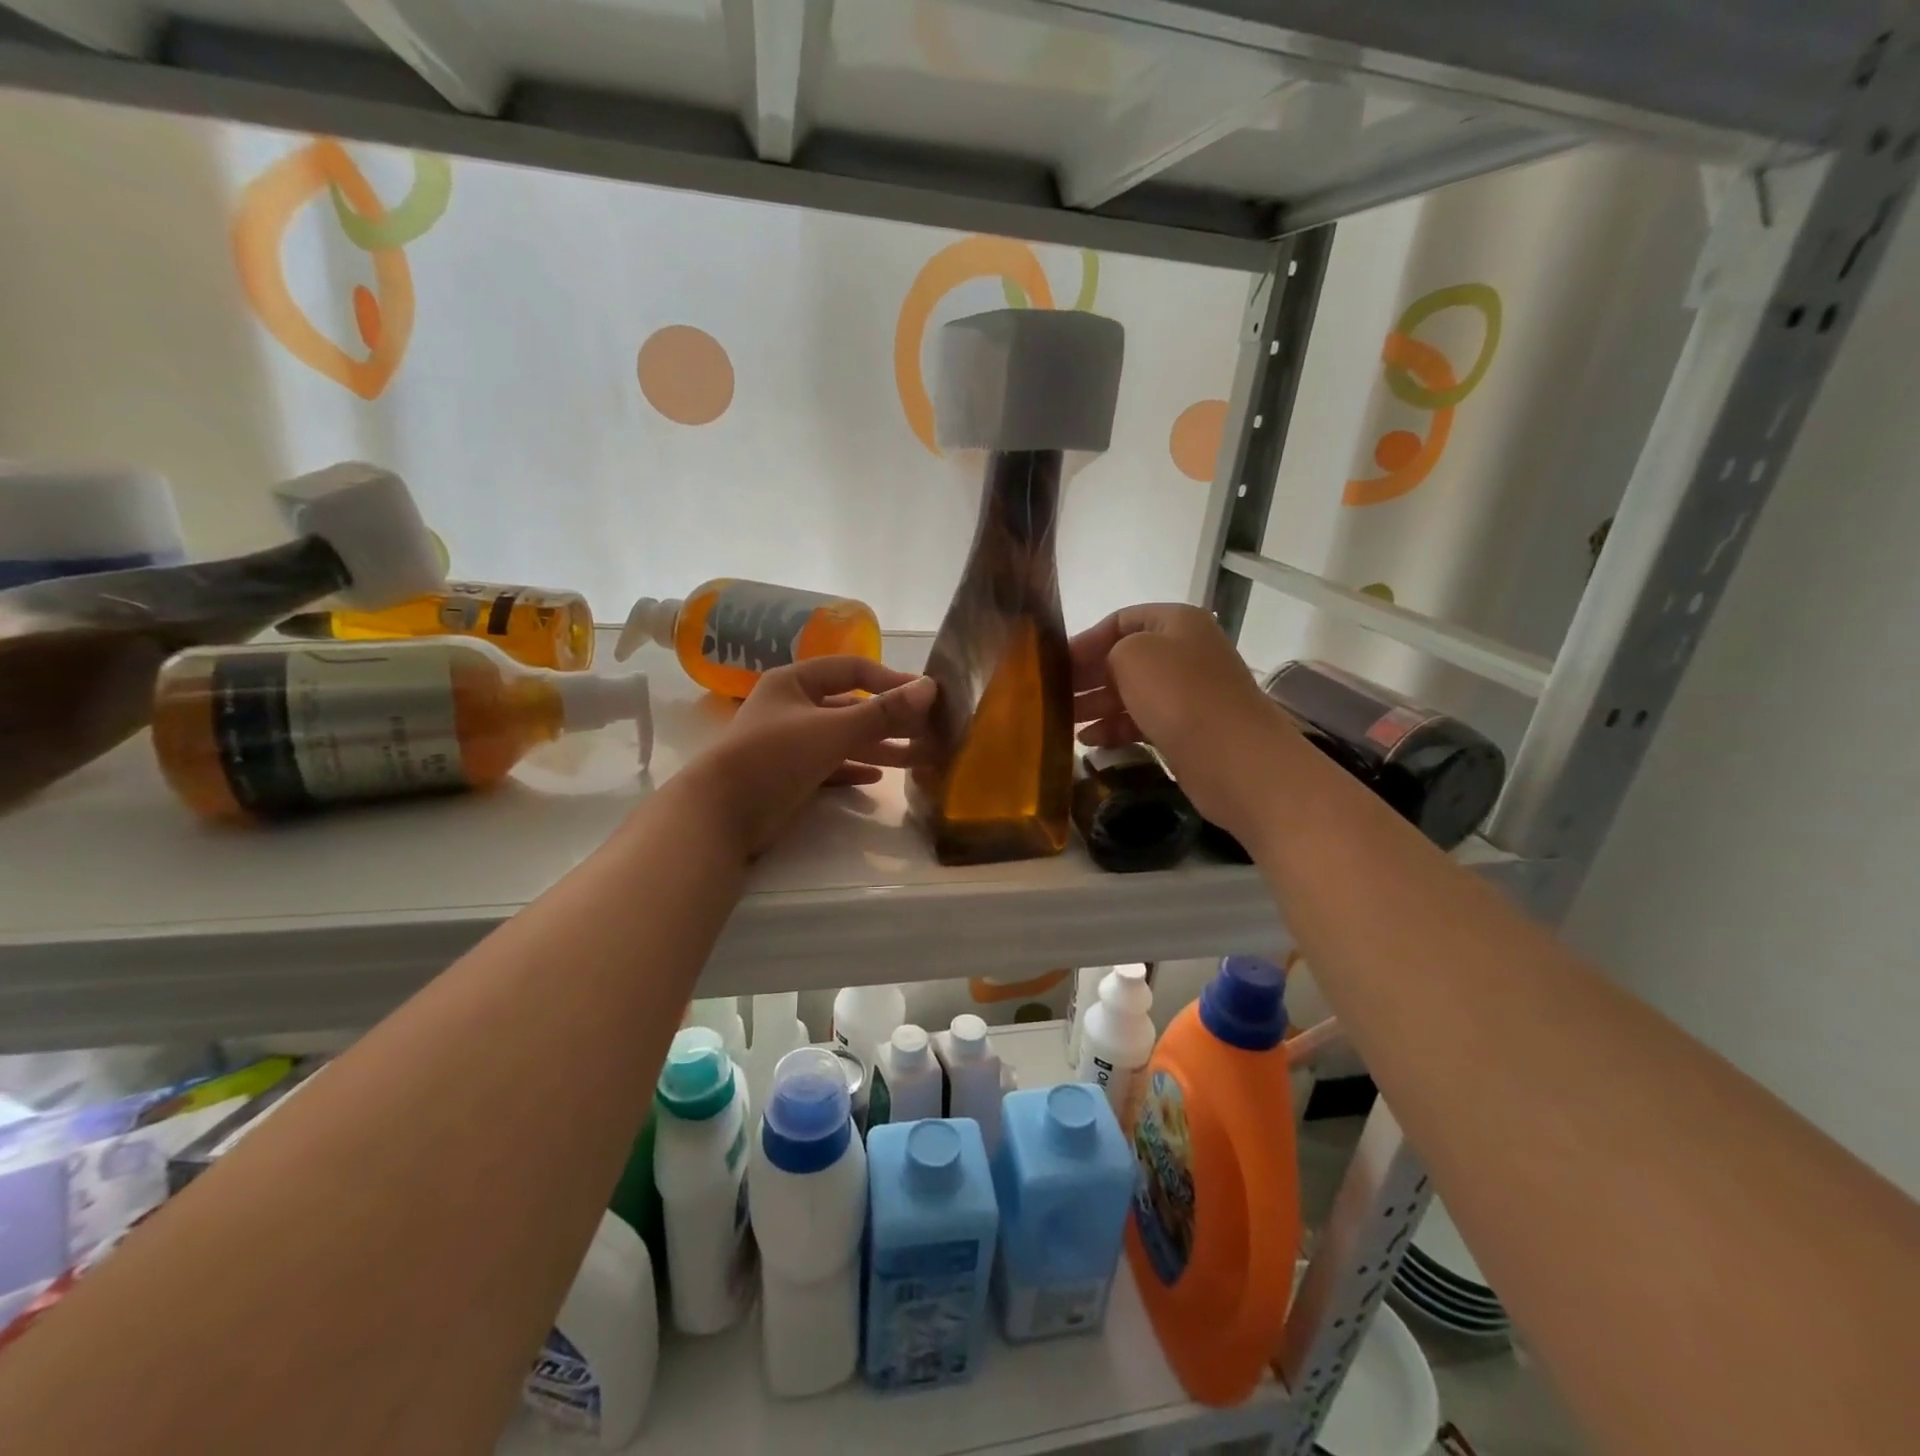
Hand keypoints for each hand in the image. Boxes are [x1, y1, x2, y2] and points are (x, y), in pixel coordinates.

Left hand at [683, 656, 935, 857]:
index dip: (889, 680)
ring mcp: (790, 742)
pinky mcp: (790, 774)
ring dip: (878, 746)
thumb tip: (930, 687)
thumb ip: (883, 711)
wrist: (721, 813)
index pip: (852, 669)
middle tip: (929, 732)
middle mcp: (793, 707)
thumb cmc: (775, 757)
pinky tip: (878, 778)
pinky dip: (854, 768)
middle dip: (889, 720)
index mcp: (795, 682)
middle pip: (851, 706)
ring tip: (917, 758)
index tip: (924, 696)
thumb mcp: (833, 730)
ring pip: (844, 738)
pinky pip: (831, 765)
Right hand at [1071, 603, 1291, 842]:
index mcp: (1176, 622)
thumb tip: (1100, 669)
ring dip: (1095, 706)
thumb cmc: (1180, 695)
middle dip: (1086, 676)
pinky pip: (1141, 721)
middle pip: (1123, 658)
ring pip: (1130, 692)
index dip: (1085, 639)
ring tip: (1061, 722)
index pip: (1120, 620)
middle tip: (1049, 697)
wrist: (1235, 759)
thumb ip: (1108, 650)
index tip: (1052, 664)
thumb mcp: (1132, 655)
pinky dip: (1114, 728)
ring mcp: (1187, 693)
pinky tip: (1089, 742)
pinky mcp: (1186, 729)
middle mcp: (1184, 652)